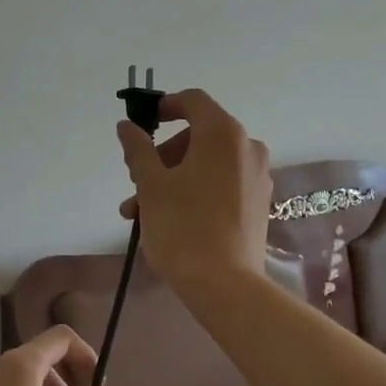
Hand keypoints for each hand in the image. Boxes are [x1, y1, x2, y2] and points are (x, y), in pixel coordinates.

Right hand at [117, 88, 272, 290]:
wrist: (224, 285)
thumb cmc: (182, 226)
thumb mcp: (151, 185)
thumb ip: (138, 149)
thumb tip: (127, 126)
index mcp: (223, 134)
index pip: (193, 101)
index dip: (165, 106)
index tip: (143, 124)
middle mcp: (247, 148)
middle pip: (198, 136)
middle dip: (163, 156)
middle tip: (136, 183)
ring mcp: (257, 178)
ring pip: (207, 164)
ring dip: (172, 179)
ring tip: (140, 212)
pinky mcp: (258, 205)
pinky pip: (221, 184)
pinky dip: (195, 191)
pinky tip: (168, 220)